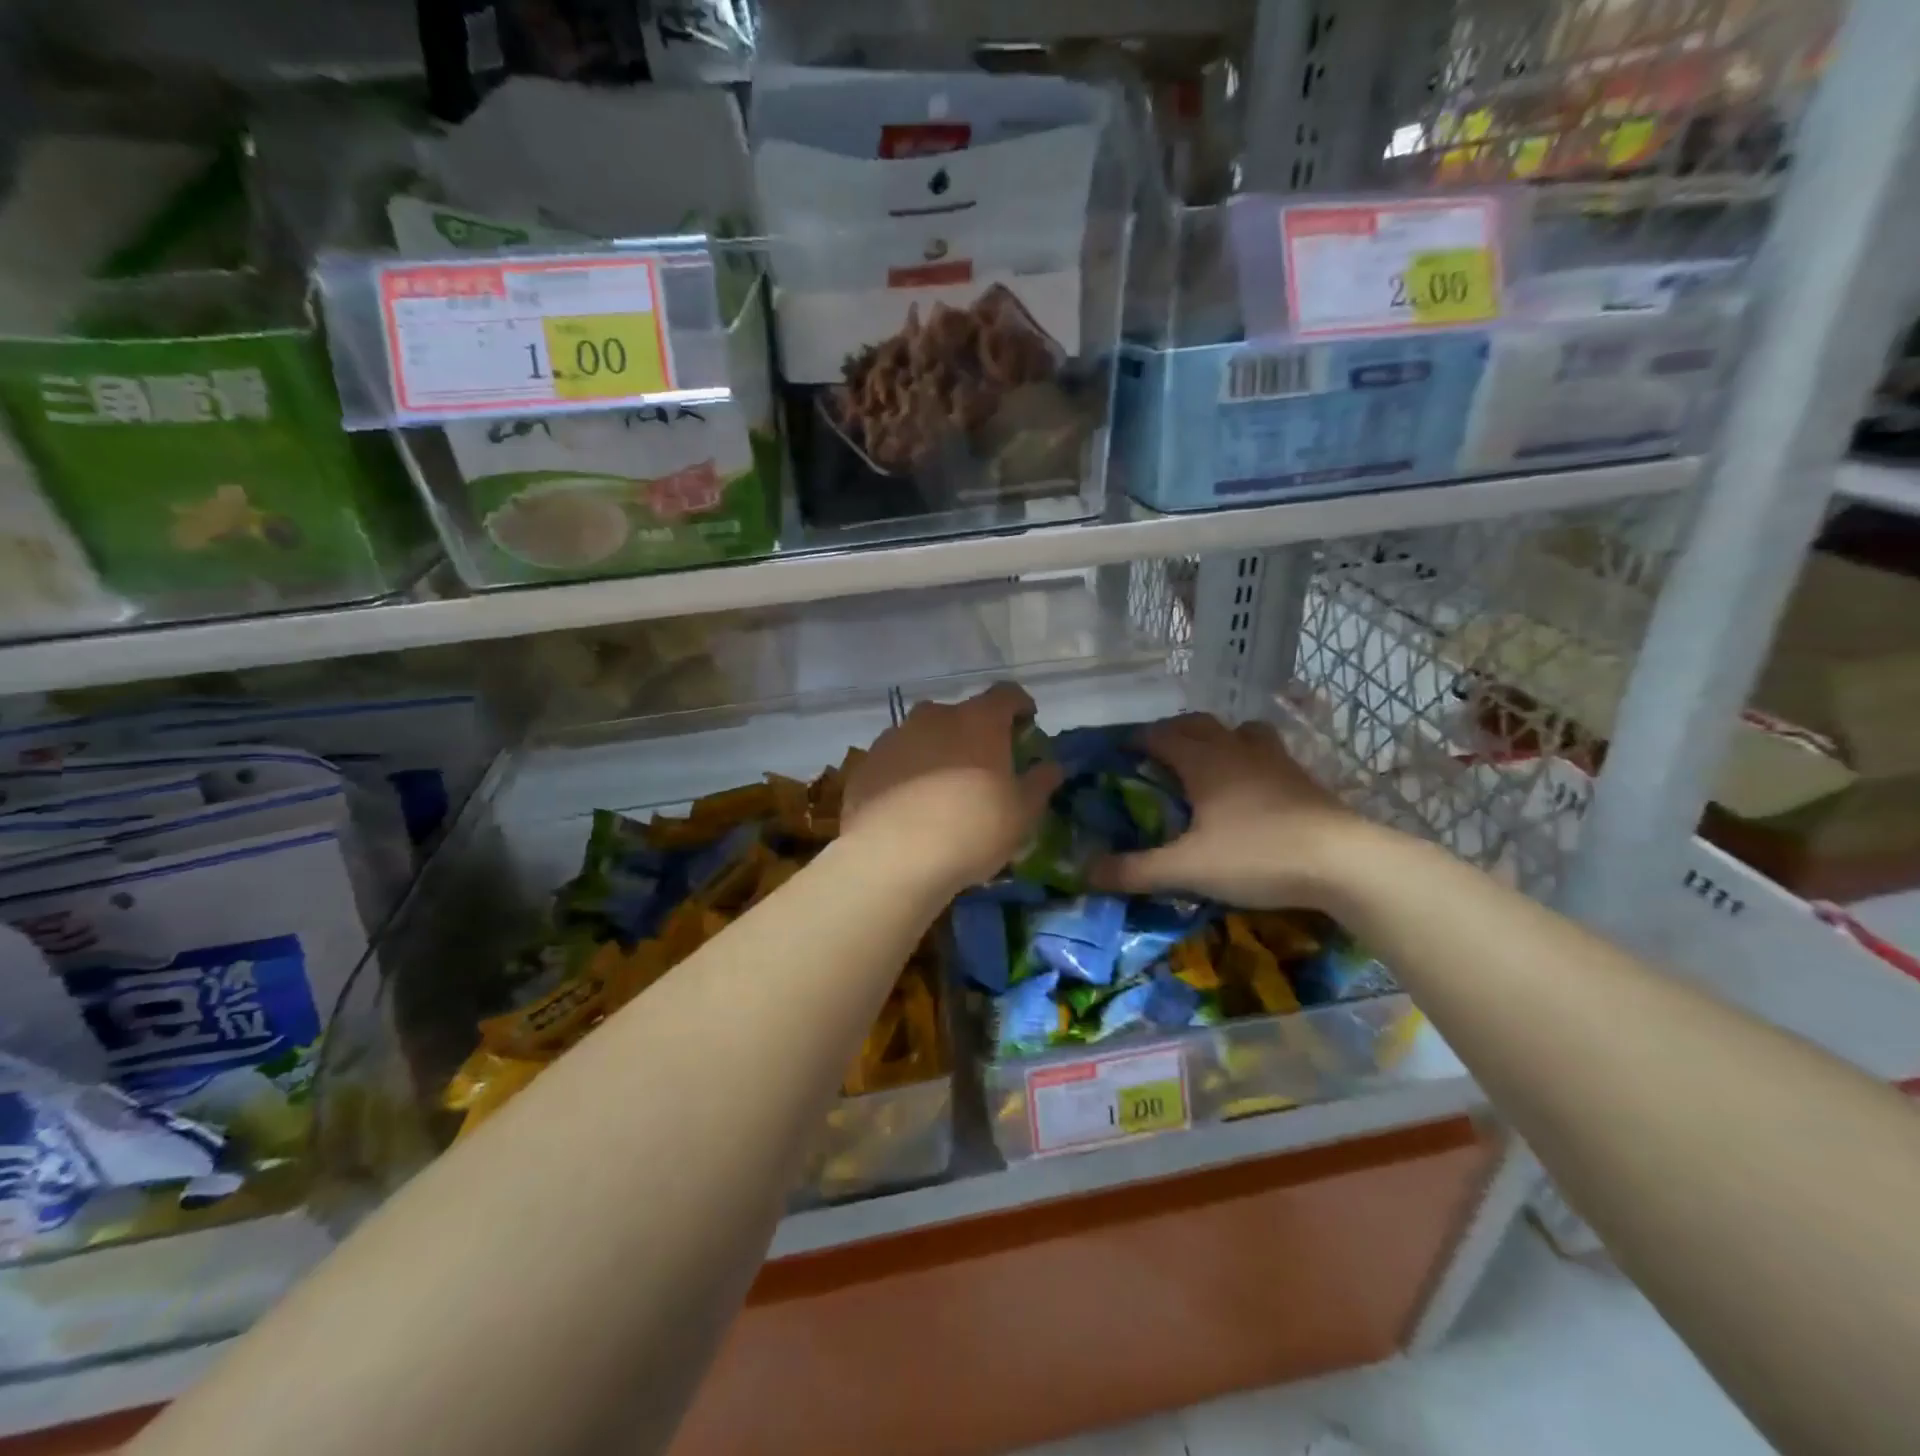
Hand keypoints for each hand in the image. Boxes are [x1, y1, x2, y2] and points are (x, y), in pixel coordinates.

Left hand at [842, 683, 1063, 896]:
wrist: (892, 858)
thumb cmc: (972, 830)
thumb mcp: (1022, 814)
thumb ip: (1039, 784)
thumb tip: (1052, 767)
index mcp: (978, 720)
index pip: (1007, 694)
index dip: (1020, 706)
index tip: (1026, 725)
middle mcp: (934, 717)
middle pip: (961, 714)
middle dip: (974, 733)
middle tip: (982, 767)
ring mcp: (894, 737)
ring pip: (923, 736)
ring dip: (936, 752)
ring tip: (941, 790)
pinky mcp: (865, 764)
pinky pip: (895, 760)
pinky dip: (905, 773)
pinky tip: (908, 807)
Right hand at [1090, 713, 1368, 909]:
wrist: (1344, 863)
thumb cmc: (1257, 855)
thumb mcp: (1187, 868)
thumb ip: (1135, 870)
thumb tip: (1086, 873)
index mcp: (1205, 762)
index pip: (1160, 735)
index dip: (1136, 740)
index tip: (1118, 752)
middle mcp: (1237, 750)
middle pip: (1199, 723)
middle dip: (1173, 732)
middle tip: (1157, 756)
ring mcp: (1276, 761)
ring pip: (1240, 731)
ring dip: (1218, 737)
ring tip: (1208, 762)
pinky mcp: (1304, 780)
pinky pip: (1267, 753)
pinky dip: (1250, 758)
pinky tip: (1252, 788)